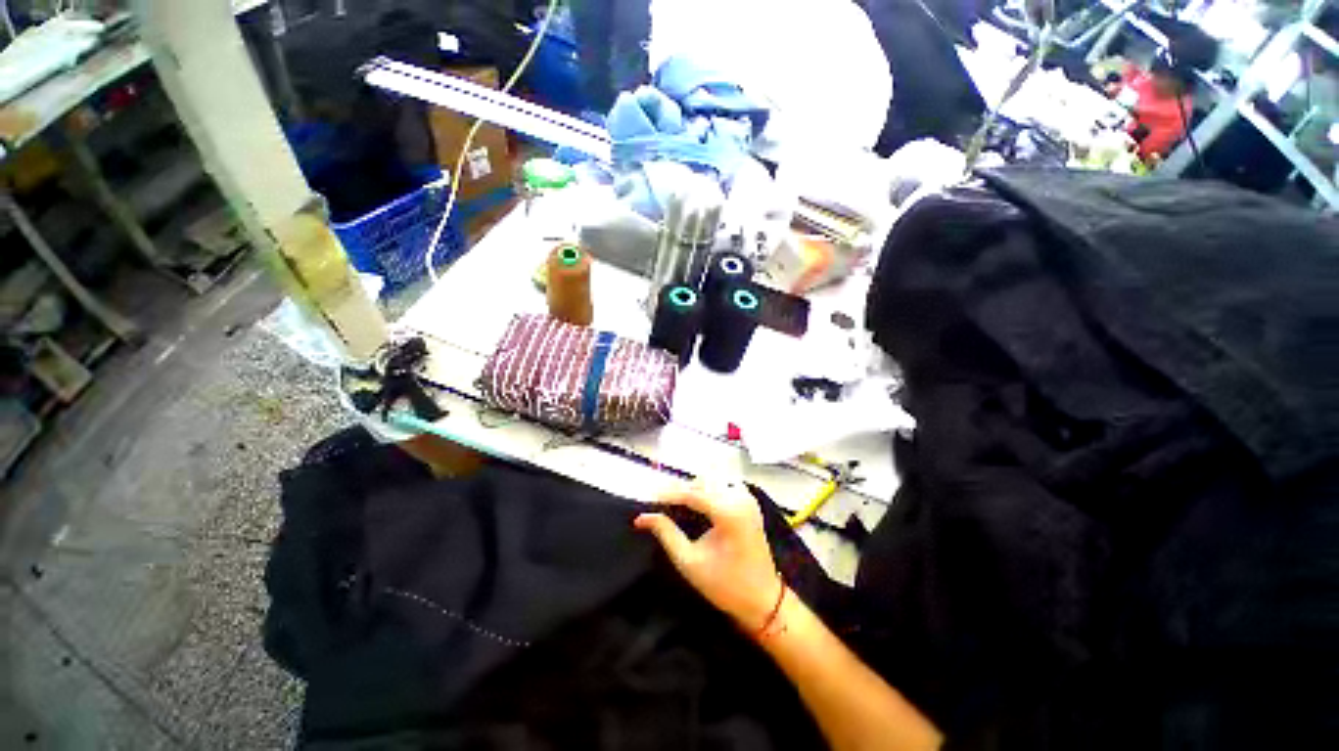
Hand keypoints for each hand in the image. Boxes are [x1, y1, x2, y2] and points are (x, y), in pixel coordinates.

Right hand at [634, 479, 782, 630]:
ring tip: (675, 505)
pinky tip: (696, 503)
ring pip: (712, 480)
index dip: (667, 494)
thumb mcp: (689, 562)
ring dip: (693, 488)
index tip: (647, 499)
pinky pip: (723, 485)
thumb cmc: (725, 585)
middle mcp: (739, 498)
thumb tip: (642, 517)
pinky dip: (707, 490)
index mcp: (728, 512)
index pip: (692, 493)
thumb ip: (666, 534)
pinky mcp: (749, 501)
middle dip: (680, 490)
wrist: (763, 599)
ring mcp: (747, 497)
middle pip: (702, 482)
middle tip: (659, 505)